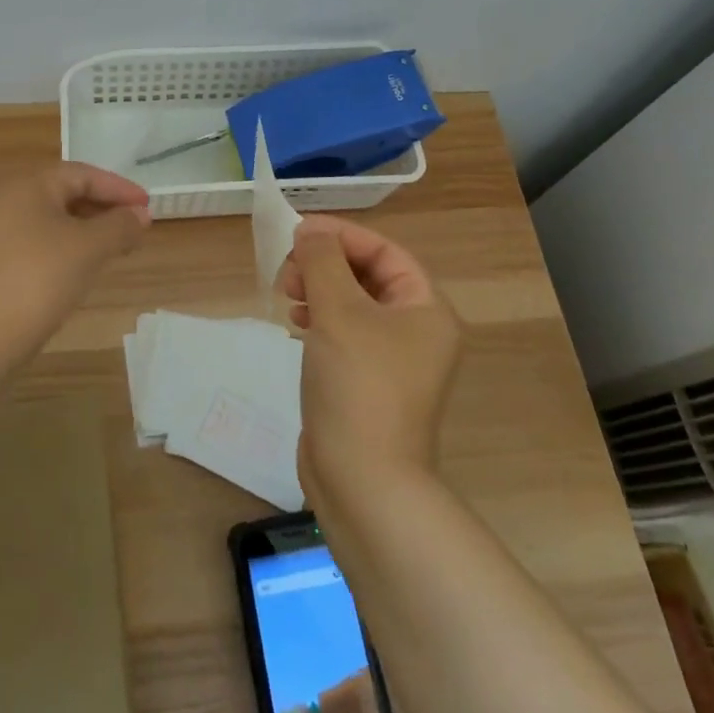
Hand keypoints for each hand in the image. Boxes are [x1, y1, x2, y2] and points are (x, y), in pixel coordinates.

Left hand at [0, 163, 151, 352]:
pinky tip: (89, 265)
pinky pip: (45, 241)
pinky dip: (72, 246)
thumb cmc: (39, 279)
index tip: (148, 206)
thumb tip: (141, 214)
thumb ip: (120, 225)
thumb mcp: (89, 248)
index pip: (82, 174)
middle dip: (106, 208)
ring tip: (121, 246)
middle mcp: (10, 201)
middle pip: (68, 193)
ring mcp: (2, 232)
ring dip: (91, 229)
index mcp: (27, 186)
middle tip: (138, 227)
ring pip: (57, 219)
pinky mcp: (1, 261)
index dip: (119, 188)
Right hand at [281, 215, 462, 504]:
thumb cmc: (358, 385)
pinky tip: (296, 323)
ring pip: (353, 304)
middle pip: (369, 276)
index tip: (299, 232)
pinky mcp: (368, 382)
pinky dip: (320, 319)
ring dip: (320, 289)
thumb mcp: (339, 312)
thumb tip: (310, 231)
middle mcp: (417, 332)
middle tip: (289, 268)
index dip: (342, 236)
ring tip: (287, 293)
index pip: (385, 252)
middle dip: (327, 264)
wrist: (363, 481)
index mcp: (426, 310)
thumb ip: (323, 262)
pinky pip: (345, 333)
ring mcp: (393, 361)